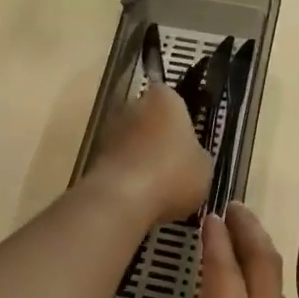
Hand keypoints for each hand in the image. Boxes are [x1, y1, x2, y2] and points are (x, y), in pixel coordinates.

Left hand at [87, 83, 211, 226]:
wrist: (123, 199)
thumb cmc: (173, 173)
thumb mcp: (204, 167)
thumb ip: (197, 154)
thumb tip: (191, 156)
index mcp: (165, 99)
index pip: (173, 98)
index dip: (181, 119)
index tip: (187, 140)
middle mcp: (133, 104)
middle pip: (149, 117)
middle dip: (158, 136)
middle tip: (174, 163)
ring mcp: (110, 128)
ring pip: (132, 139)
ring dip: (141, 155)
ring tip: (157, 184)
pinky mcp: (94, 154)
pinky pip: (119, 160)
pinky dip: (127, 173)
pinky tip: (139, 195)